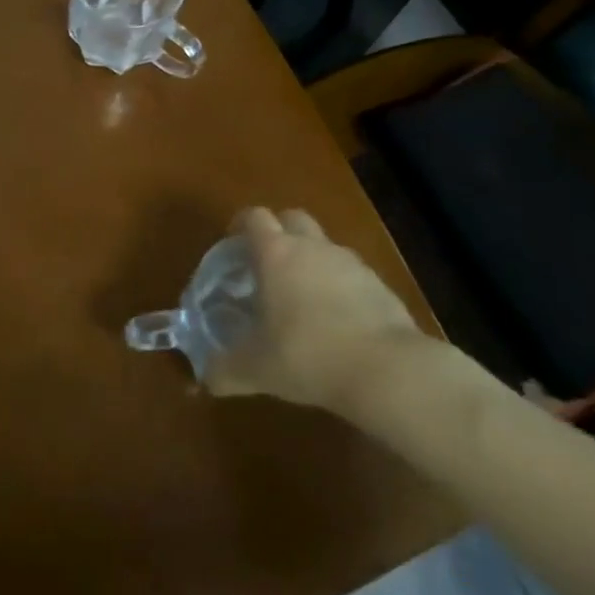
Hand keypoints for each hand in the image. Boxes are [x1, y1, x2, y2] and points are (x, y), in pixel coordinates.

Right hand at [204, 206, 431, 422]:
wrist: (388, 371)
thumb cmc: (307, 355)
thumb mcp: (256, 368)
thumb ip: (225, 369)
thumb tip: (206, 377)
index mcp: (275, 253)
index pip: (254, 217)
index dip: (241, 225)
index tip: (233, 245)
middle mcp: (312, 247)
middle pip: (292, 218)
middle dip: (279, 232)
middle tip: (267, 263)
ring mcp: (350, 263)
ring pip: (324, 245)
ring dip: (311, 260)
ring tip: (302, 296)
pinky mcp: (381, 285)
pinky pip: (352, 274)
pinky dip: (340, 287)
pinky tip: (337, 321)